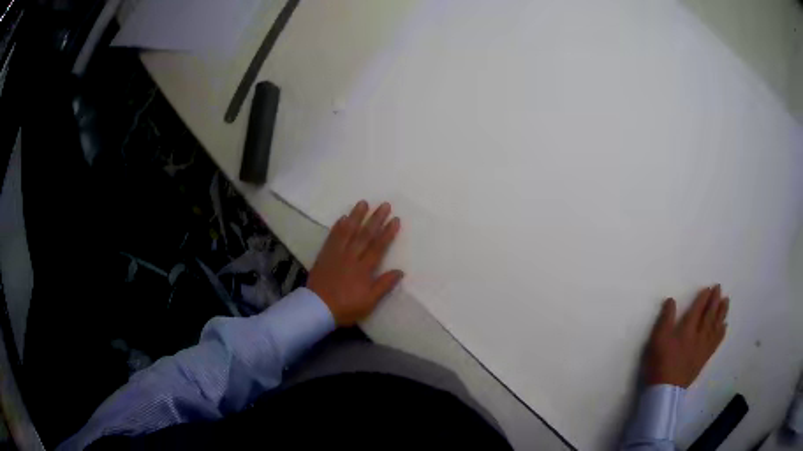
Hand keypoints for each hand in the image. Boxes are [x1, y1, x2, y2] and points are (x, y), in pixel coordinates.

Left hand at [307, 200, 403, 325]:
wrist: (317, 308)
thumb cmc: (346, 307)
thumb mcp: (369, 301)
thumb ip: (384, 285)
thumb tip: (400, 271)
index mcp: (363, 269)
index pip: (378, 247)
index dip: (388, 233)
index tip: (395, 219)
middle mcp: (351, 257)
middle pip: (365, 235)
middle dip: (376, 219)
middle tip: (384, 205)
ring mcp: (336, 254)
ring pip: (347, 232)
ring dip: (356, 216)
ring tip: (363, 203)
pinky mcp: (324, 255)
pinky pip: (332, 237)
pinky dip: (337, 227)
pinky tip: (342, 218)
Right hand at [644, 285, 728, 387]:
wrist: (665, 389)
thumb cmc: (660, 363)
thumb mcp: (657, 340)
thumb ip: (665, 319)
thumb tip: (671, 300)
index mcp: (687, 329)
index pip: (698, 309)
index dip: (704, 298)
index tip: (709, 288)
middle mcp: (698, 335)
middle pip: (709, 315)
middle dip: (715, 301)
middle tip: (720, 289)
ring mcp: (703, 347)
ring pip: (715, 327)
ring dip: (722, 313)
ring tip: (726, 302)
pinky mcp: (704, 358)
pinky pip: (716, 342)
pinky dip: (721, 333)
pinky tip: (724, 326)